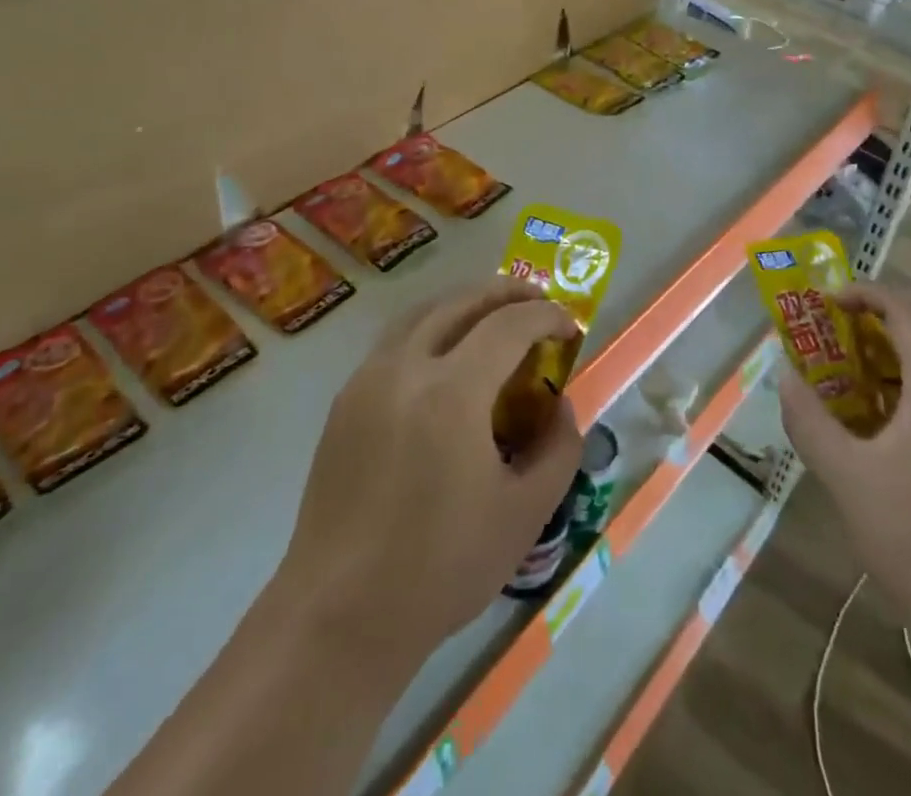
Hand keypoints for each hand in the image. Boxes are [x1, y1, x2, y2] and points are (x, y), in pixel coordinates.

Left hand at [279, 279, 584, 676]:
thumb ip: (559, 448)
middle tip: (538, 304)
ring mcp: (367, 379)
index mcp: (452, 392)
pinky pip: (397, 339)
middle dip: (507, 293)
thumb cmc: (441, 567)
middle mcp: (405, 367)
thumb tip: (560, 405)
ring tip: (496, 318)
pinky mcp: (345, 401)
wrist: (339, 617)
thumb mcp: (526, 513)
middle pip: (462, 301)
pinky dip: (433, 327)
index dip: (546, 316)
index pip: (509, 324)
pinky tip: (448, 358)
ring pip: (423, 312)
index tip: (571, 327)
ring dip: (466, 303)